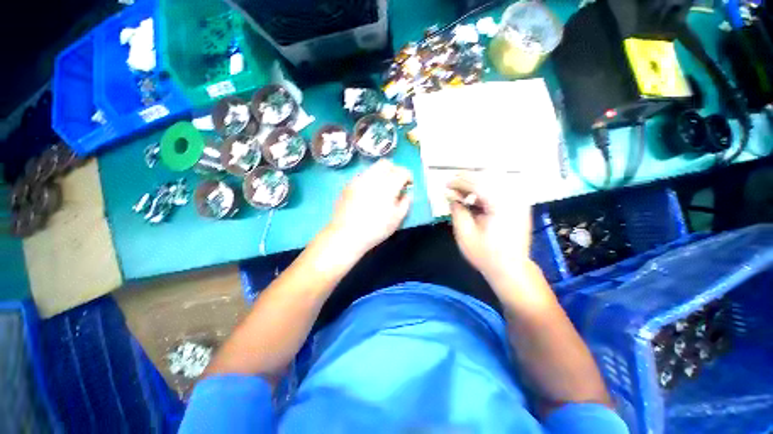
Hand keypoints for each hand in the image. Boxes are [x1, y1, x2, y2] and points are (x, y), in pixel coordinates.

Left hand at [327, 159, 412, 255]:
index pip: (402, 172)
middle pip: (386, 163)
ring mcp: (358, 180)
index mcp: (387, 186)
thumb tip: (407, 194)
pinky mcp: (348, 185)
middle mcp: (372, 178)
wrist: (346, 234)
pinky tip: (368, 193)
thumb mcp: (396, 219)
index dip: (408, 176)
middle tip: (396, 182)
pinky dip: (370, 180)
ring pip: (373, 168)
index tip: (408, 184)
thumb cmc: (375, 229)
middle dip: (394, 170)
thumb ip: (405, 203)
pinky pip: (362, 176)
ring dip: (381, 174)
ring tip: (382, 188)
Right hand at [447, 174, 532, 281]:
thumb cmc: (485, 254)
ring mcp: (519, 200)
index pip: (478, 183)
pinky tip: (475, 199)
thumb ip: (457, 210)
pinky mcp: (520, 204)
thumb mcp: (465, 234)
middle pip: (488, 177)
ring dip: (476, 183)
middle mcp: (513, 198)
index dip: (460, 182)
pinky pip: (501, 188)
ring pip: (495, 180)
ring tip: (461, 193)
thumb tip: (450, 194)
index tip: (446, 184)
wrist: (511, 269)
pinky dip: (485, 189)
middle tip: (452, 187)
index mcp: (501, 205)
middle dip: (467, 179)